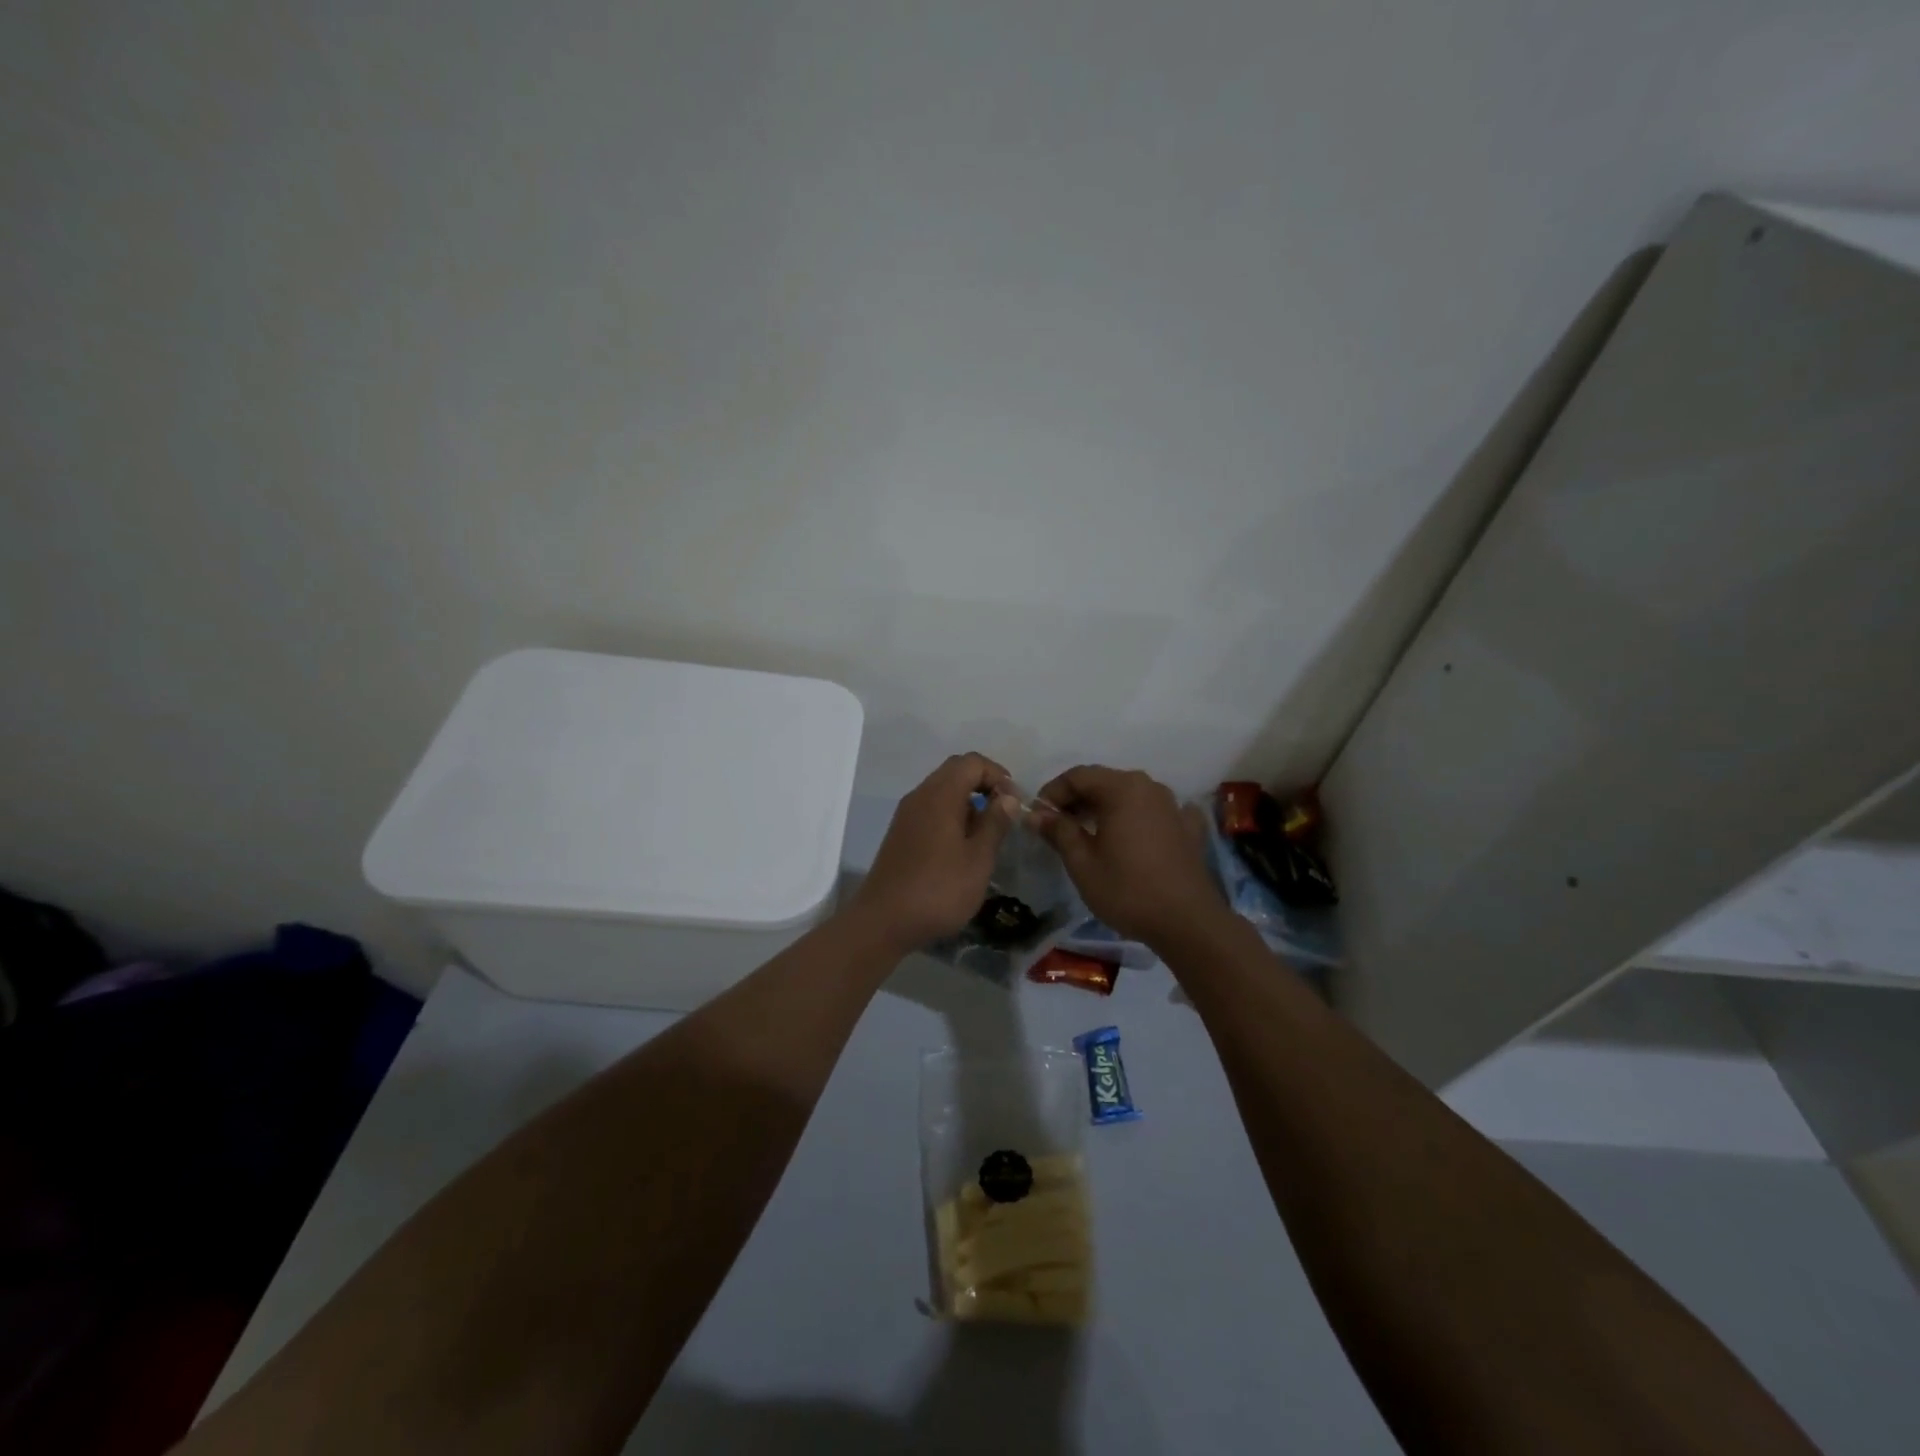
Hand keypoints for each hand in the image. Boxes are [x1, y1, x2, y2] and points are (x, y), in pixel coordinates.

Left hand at [850, 753, 1019, 952]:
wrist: (883, 921)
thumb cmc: (938, 889)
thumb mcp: (978, 859)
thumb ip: (995, 823)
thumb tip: (1007, 796)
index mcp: (940, 795)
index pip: (971, 762)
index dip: (997, 774)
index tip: (1014, 802)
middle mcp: (919, 796)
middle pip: (954, 771)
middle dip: (983, 784)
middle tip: (1004, 812)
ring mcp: (906, 815)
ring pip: (941, 791)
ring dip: (968, 801)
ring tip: (988, 831)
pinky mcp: (900, 833)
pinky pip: (930, 809)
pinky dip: (951, 815)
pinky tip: (963, 845)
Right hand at [1029, 765, 1222, 946]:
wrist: (1187, 922)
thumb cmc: (1127, 890)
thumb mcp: (1082, 862)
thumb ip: (1058, 831)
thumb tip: (1036, 814)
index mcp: (1122, 788)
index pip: (1077, 776)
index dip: (1052, 793)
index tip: (1038, 817)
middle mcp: (1150, 787)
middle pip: (1104, 782)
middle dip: (1077, 800)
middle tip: (1057, 827)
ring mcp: (1173, 806)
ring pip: (1130, 796)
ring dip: (1105, 809)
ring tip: (1089, 834)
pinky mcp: (1189, 828)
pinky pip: (1156, 813)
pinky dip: (1138, 819)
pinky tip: (1134, 837)